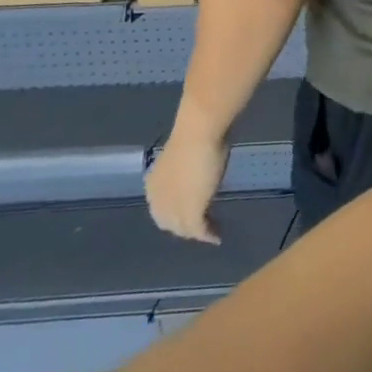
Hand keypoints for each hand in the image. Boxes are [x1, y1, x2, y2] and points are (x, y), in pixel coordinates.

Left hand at [146, 127, 229, 243]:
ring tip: (212, 232)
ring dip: (196, 232)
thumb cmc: (195, 136)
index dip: (174, 212)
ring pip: (182, 228)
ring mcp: (173, 207)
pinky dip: (207, 235)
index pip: (161, 208)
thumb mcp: (188, 156)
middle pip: (169, 221)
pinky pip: (198, 230)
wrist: (198, 134)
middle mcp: (158, 200)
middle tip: (203, 225)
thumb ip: (187, 170)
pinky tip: (217, 237)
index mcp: (154, 185)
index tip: (192, 209)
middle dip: (184, 226)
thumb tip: (197, 171)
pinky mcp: (190, 213)